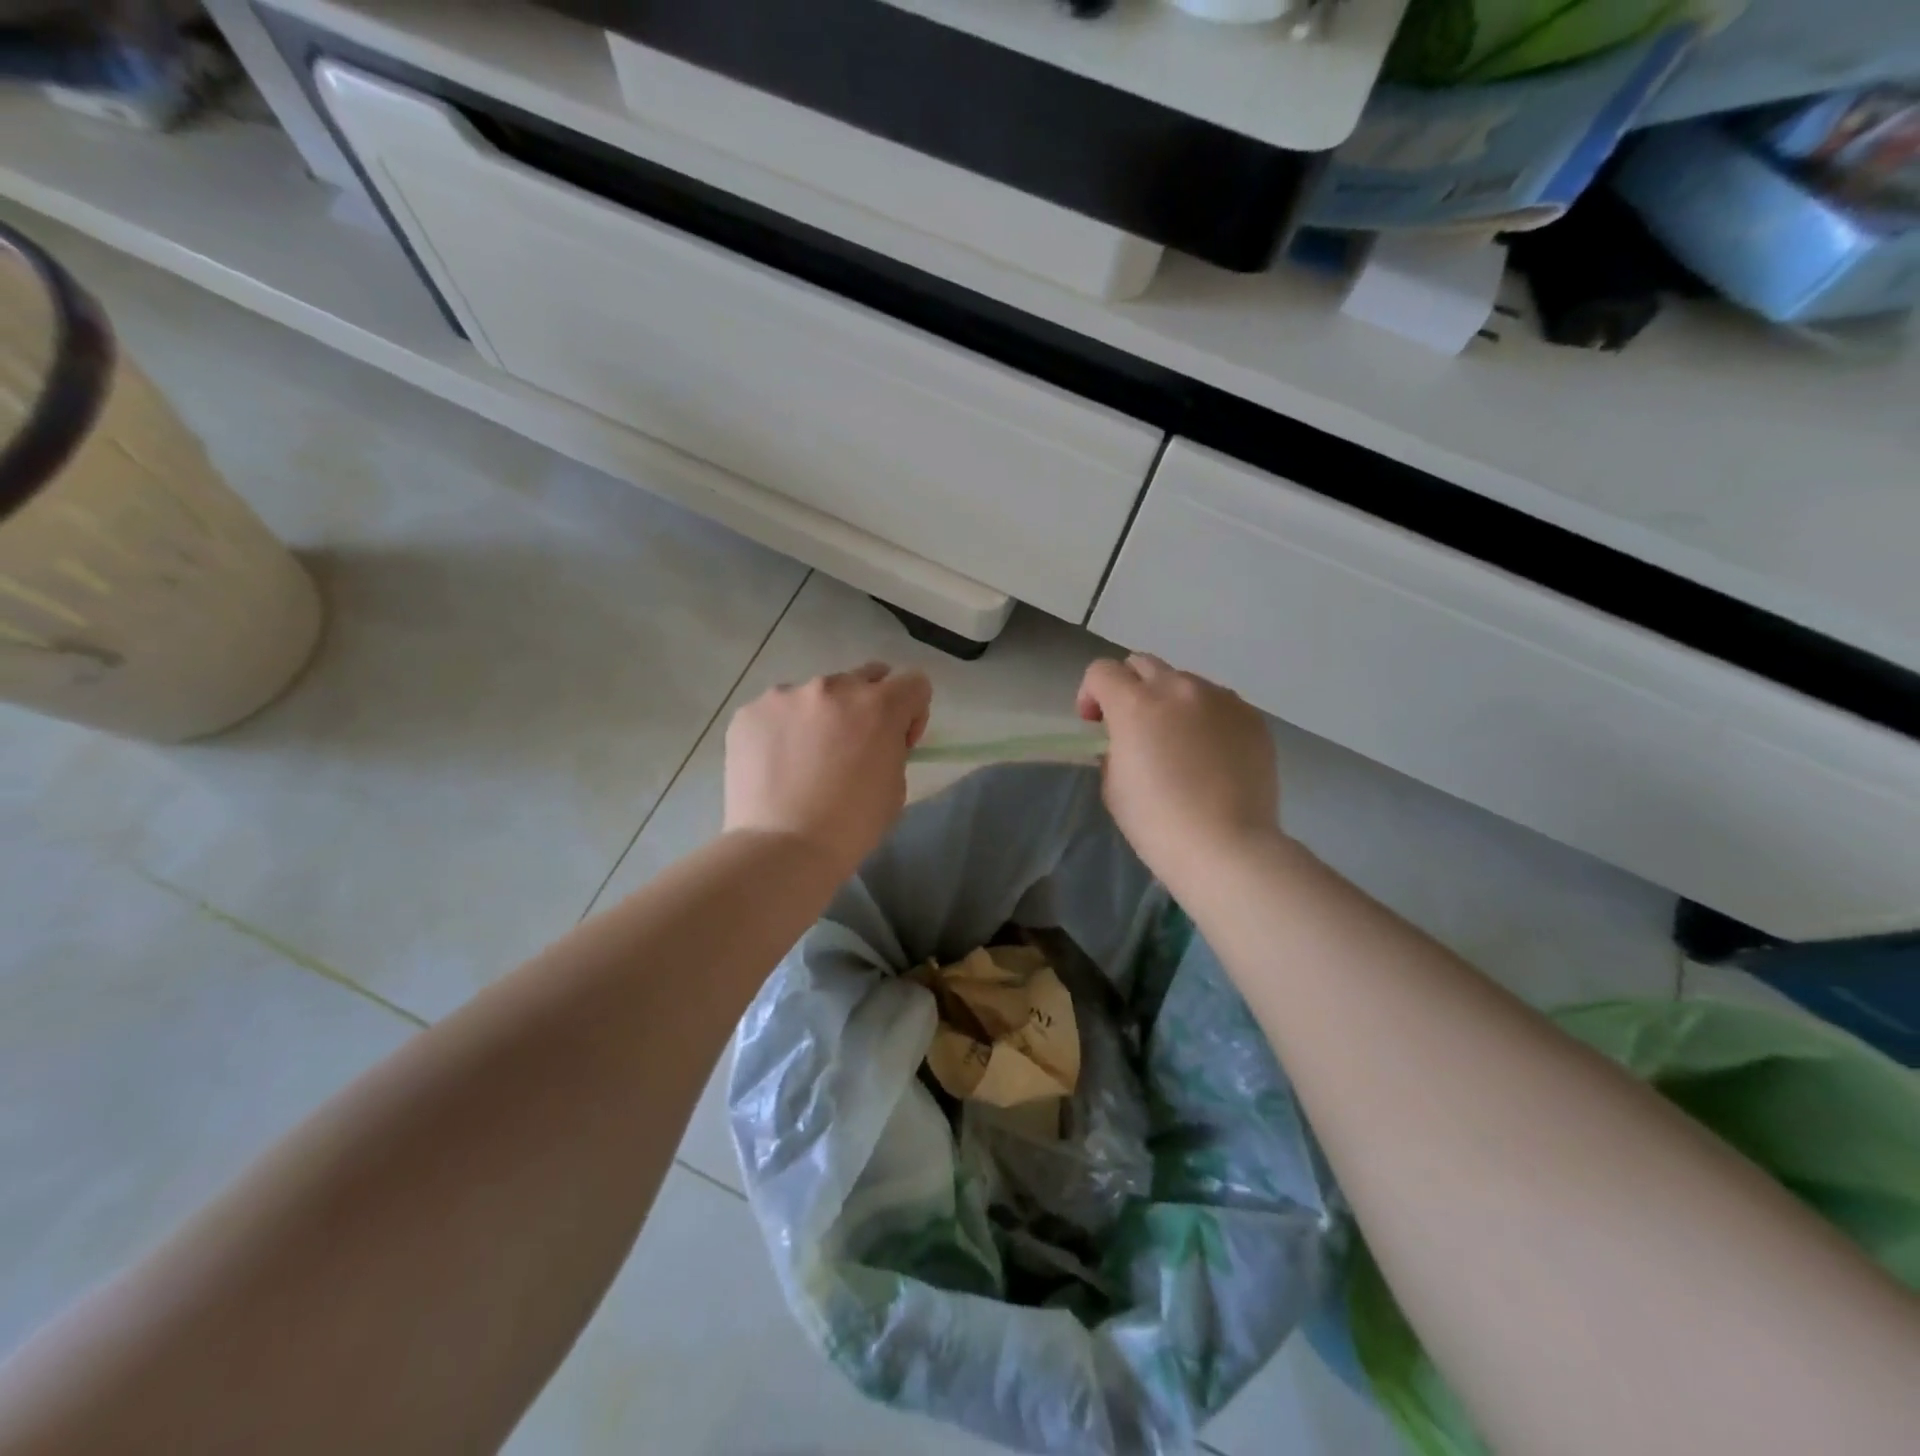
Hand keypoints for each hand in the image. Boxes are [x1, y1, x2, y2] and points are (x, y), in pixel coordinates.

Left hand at [723, 662, 932, 875]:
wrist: (782, 848)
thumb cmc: (851, 825)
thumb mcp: (895, 786)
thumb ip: (891, 746)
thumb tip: (876, 738)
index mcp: (879, 706)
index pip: (914, 682)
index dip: (912, 712)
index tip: (898, 742)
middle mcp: (834, 687)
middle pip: (865, 678)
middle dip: (867, 707)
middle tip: (852, 746)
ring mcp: (786, 696)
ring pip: (816, 694)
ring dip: (821, 716)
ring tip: (805, 759)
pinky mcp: (750, 711)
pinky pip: (778, 710)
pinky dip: (783, 730)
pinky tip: (776, 765)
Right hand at [1076, 654, 1281, 890]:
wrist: (1227, 848)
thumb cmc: (1158, 823)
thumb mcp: (1114, 786)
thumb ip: (1114, 749)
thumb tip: (1127, 742)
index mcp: (1136, 704)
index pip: (1102, 671)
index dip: (1091, 694)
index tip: (1095, 724)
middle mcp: (1179, 689)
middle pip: (1144, 664)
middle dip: (1130, 688)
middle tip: (1133, 726)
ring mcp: (1222, 700)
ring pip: (1186, 683)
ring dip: (1172, 702)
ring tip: (1179, 743)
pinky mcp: (1252, 718)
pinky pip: (1220, 705)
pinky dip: (1207, 719)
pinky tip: (1211, 756)